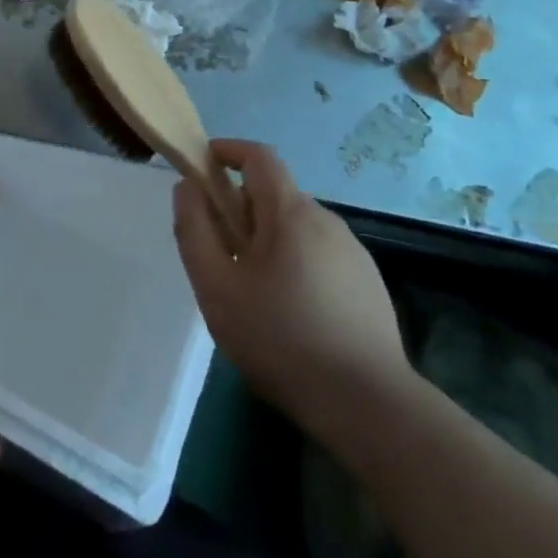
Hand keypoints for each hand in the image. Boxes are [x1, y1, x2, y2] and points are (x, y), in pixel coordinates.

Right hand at [174, 140, 415, 454]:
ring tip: (251, 293)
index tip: (201, 168)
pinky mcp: (369, 286)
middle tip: (218, 255)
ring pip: (296, 230)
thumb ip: (194, 229)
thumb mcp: (216, 286)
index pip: (258, 156)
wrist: (369, 406)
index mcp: (291, 213)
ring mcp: (354, 254)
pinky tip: (289, 315)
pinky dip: (294, 265)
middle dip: (240, 210)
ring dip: (266, 241)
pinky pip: (319, 256)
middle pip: (274, 196)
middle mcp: (327, 221)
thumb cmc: (280, 339)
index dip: (226, 151)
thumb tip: (187, 187)